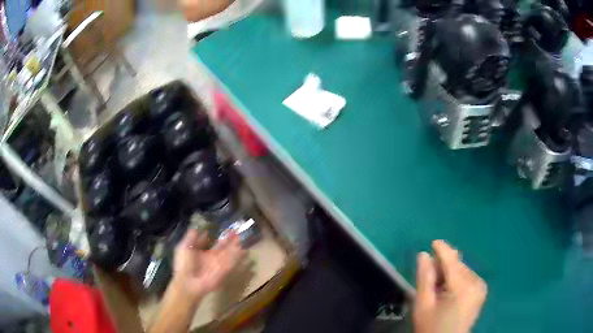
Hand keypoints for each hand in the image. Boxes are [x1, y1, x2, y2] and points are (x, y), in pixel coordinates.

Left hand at [172, 229, 244, 299]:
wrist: (189, 282)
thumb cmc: (185, 264)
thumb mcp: (184, 247)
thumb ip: (191, 238)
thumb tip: (197, 228)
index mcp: (201, 252)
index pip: (211, 242)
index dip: (217, 235)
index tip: (225, 227)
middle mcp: (211, 257)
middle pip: (223, 246)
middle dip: (230, 239)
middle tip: (237, 229)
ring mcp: (219, 263)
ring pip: (229, 252)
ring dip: (235, 246)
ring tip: (243, 236)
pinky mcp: (224, 270)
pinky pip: (232, 261)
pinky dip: (238, 256)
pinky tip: (244, 249)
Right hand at [413, 240, 487, 332]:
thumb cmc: (432, 327)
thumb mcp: (423, 305)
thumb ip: (424, 278)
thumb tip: (424, 254)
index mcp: (462, 286)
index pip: (452, 260)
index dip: (442, 249)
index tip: (433, 242)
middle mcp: (476, 282)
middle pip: (457, 265)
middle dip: (443, 266)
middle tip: (430, 277)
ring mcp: (481, 287)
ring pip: (462, 270)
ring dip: (450, 273)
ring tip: (438, 288)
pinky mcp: (481, 291)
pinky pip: (468, 277)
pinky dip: (457, 279)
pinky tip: (449, 291)